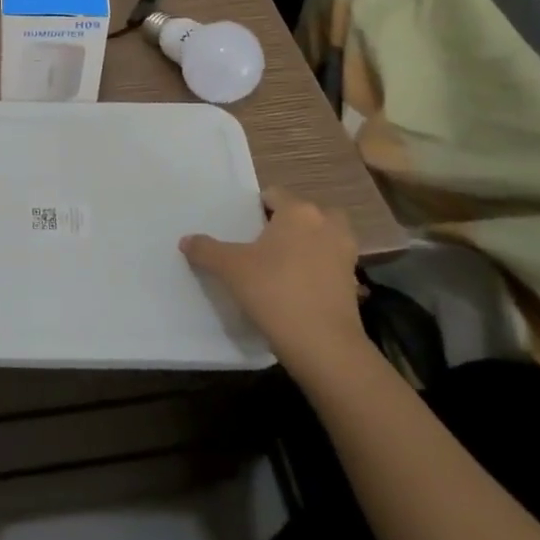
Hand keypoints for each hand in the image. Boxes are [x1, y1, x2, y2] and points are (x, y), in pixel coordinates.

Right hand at [181, 188, 369, 370]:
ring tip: (281, 265)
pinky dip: (317, 269)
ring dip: (307, 244)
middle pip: (303, 213)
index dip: (256, 208)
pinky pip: (330, 263)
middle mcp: (326, 224)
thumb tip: (186, 240)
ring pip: (322, 236)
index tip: (243, 228)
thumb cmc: (274, 292)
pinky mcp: (353, 281)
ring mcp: (345, 252)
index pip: (274, 194)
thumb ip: (206, 250)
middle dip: (287, 223)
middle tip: (263, 244)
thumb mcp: (230, 269)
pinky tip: (297, 288)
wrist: (323, 344)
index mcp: (298, 211)